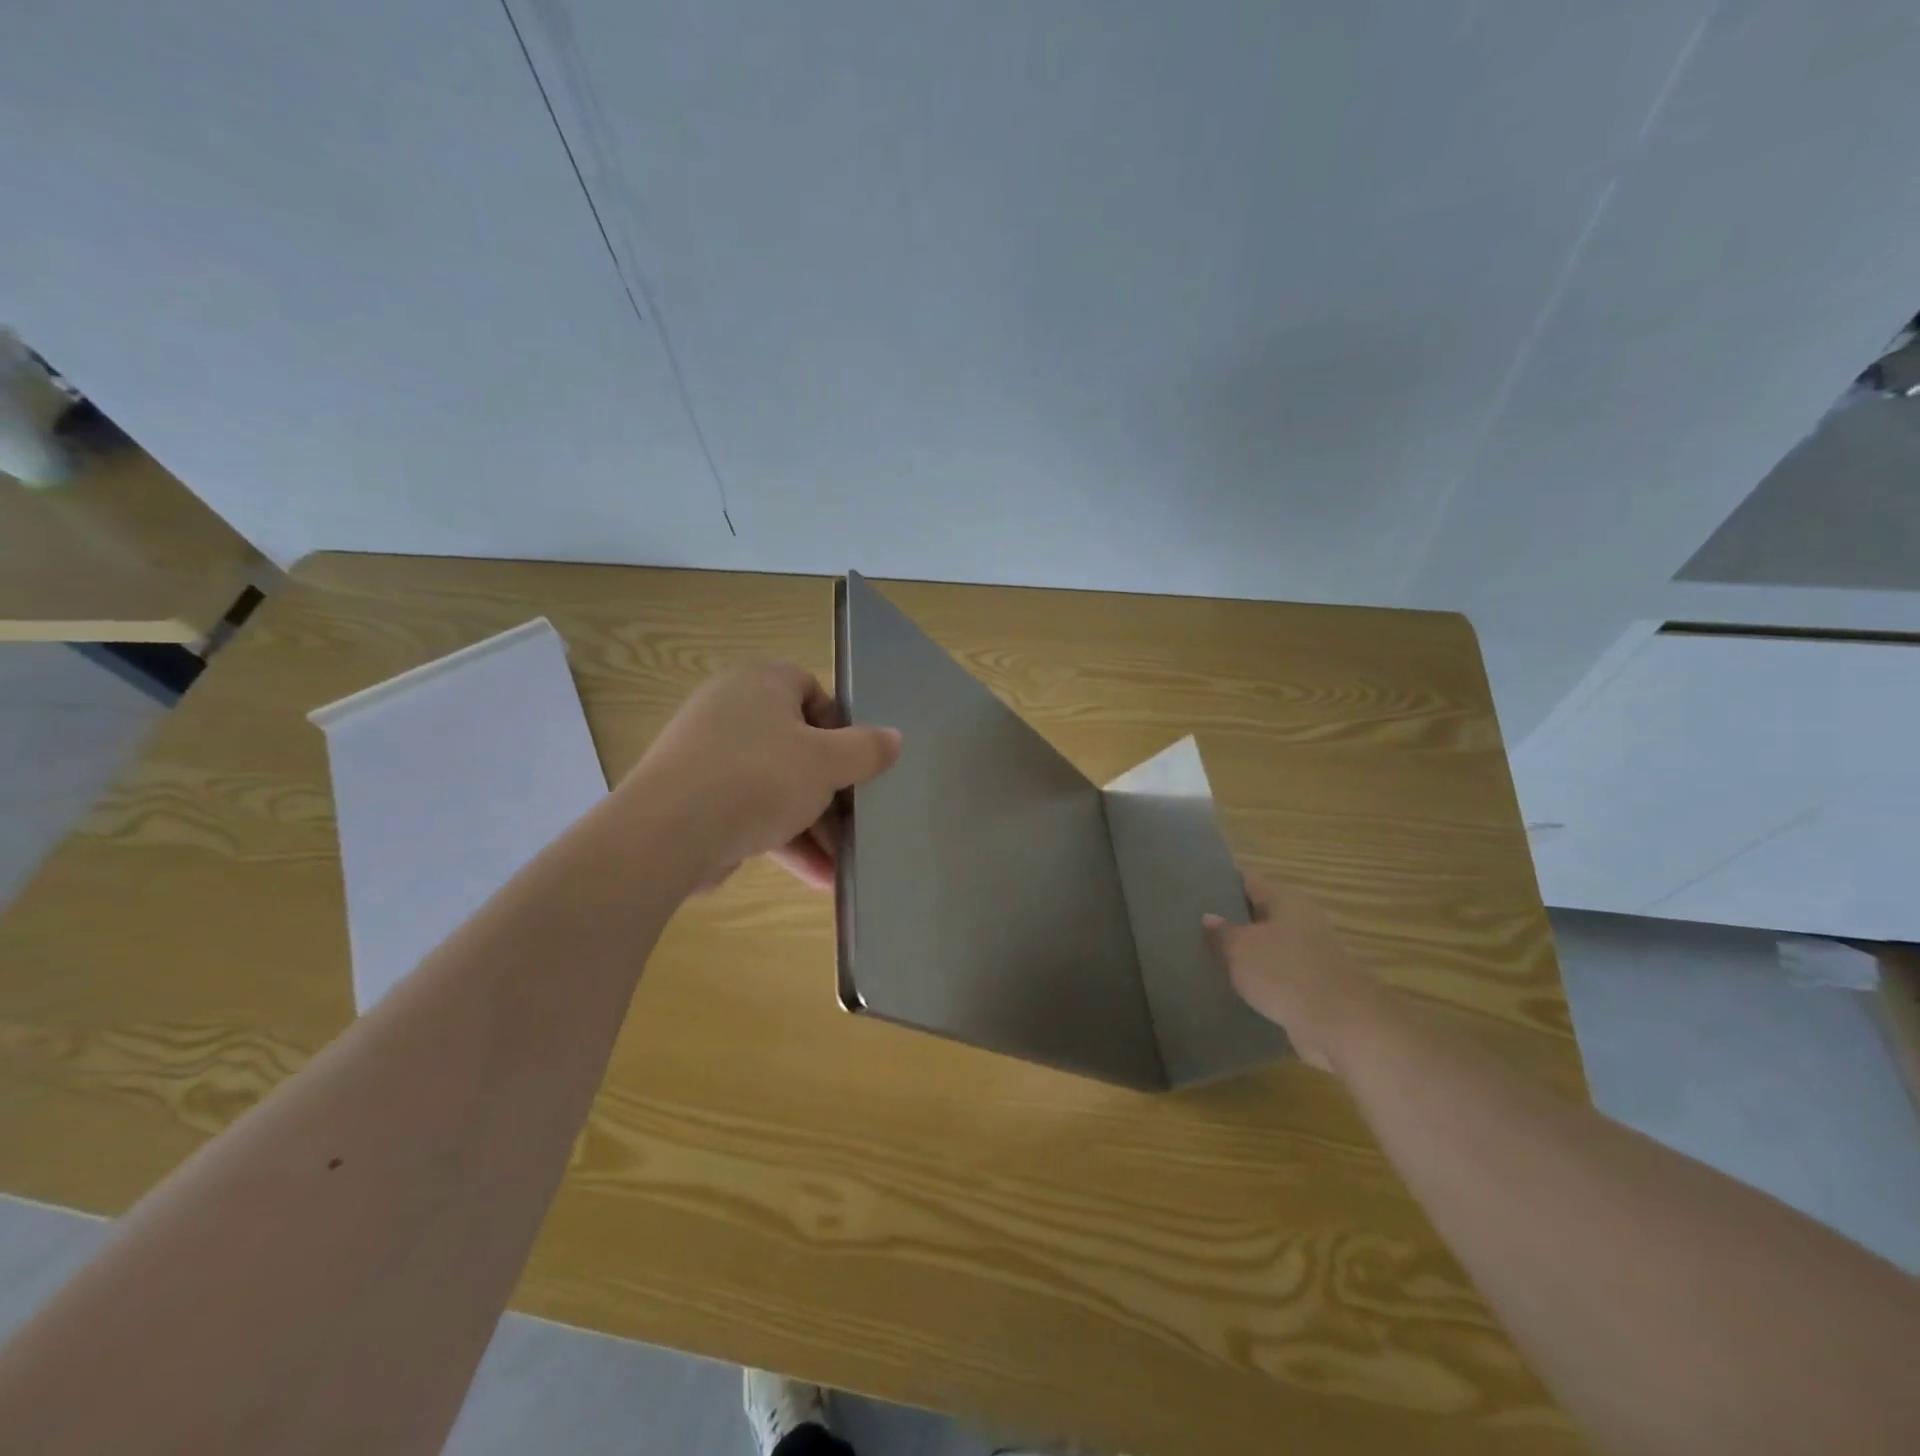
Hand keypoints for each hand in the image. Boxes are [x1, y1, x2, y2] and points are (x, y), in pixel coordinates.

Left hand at [622, 662, 900, 890]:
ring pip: (774, 783)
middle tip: (854, 819)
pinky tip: (814, 876)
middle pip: (796, 744)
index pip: (811, 690)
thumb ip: (866, 749)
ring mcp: (707, 755)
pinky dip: (780, 837)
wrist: (667, 833)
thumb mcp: (826, 763)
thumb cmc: (758, 778)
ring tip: (841, 861)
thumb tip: (895, 737)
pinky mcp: (694, 797)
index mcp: (760, 683)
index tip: (856, 763)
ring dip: (811, 823)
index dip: (840, 726)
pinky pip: (749, 809)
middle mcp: (730, 709)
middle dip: (830, 789)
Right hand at [1203, 874, 1383, 1072]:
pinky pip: (1279, 976)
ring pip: (1269, 947)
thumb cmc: (1286, 973)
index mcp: (1286, 900)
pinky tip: (1234, 988)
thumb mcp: (1240, 949)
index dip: (1220, 882)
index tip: (1194, 889)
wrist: (1342, 1026)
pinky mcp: (1315, 988)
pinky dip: (1260, 980)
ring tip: (1208, 957)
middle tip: (1193, 925)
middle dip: (1231, 920)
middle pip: (1259, 914)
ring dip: (1245, 954)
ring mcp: (1312, 955)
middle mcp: (1303, 921)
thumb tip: (1209, 918)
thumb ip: (1221, 932)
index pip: (1247, 881)